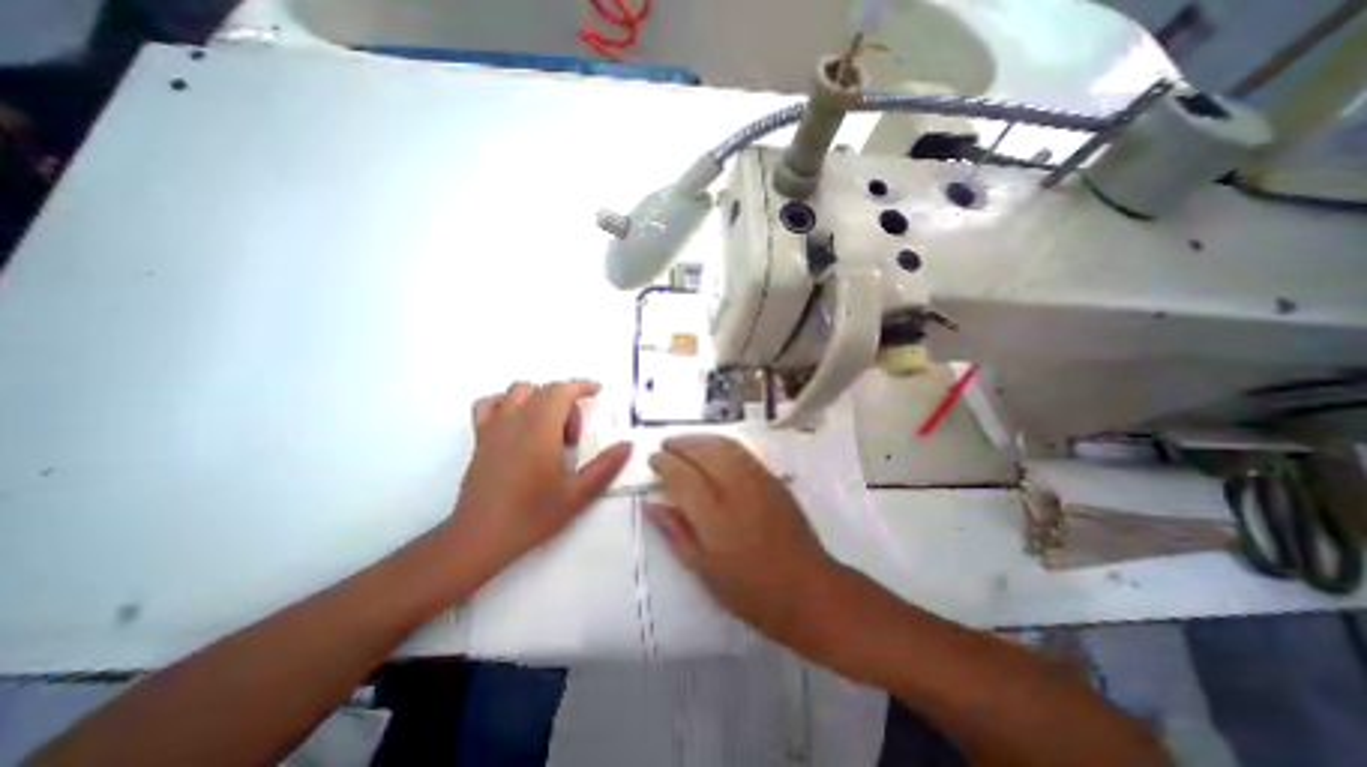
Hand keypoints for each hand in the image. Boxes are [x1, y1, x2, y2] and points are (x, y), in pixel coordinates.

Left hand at [454, 376, 636, 582]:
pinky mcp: (480, 439)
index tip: (597, 390)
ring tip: (548, 427)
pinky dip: (507, 404)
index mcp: (540, 429)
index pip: (561, 391)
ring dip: (538, 399)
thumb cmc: (531, 515)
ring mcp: (494, 427)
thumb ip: (605, 466)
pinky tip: (517, 424)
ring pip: (517, 392)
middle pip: (544, 391)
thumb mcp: (576, 494)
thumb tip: (627, 445)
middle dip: (566, 402)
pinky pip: (490, 405)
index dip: (581, 386)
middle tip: (573, 438)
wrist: (479, 538)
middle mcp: (515, 420)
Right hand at [648, 435, 839, 656]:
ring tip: (684, 443)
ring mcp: (758, 480)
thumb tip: (651, 505)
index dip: (664, 463)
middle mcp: (735, 489)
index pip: (682, 475)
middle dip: (680, 444)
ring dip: (700, 439)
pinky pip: (743, 451)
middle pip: (703, 452)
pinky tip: (713, 449)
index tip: (653, 460)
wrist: (807, 589)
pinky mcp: (773, 479)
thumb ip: (676, 532)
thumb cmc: (751, 590)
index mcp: (714, 516)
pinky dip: (722, 444)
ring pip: (723, 446)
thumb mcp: (704, 570)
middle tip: (665, 447)